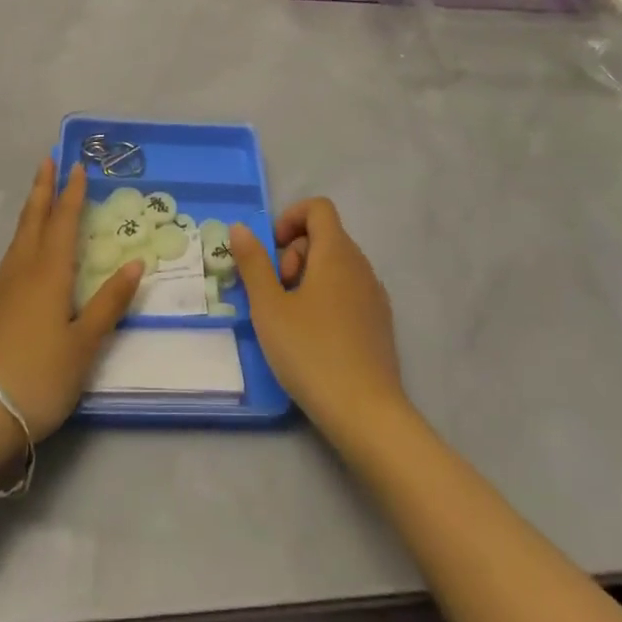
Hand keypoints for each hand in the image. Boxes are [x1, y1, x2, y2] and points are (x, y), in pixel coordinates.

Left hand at [0, 159, 142, 447]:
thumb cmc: (39, 376)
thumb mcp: (84, 344)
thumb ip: (109, 303)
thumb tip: (135, 263)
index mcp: (49, 273)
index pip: (64, 222)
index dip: (72, 194)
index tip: (77, 166)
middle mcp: (23, 270)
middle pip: (34, 220)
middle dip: (43, 189)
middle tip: (48, 160)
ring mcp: (2, 288)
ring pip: (20, 237)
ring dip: (31, 210)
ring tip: (38, 196)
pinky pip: (12, 256)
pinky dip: (23, 237)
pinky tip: (25, 250)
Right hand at [231, 198, 404, 437]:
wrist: (366, 413)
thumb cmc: (311, 352)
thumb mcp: (269, 307)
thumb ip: (253, 263)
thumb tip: (241, 228)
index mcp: (336, 253)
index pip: (319, 208)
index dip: (290, 217)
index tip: (271, 250)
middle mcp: (361, 265)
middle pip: (325, 236)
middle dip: (294, 253)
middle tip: (276, 292)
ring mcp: (375, 295)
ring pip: (336, 265)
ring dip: (308, 276)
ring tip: (291, 317)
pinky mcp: (380, 323)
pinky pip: (349, 290)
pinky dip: (327, 297)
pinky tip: (314, 335)